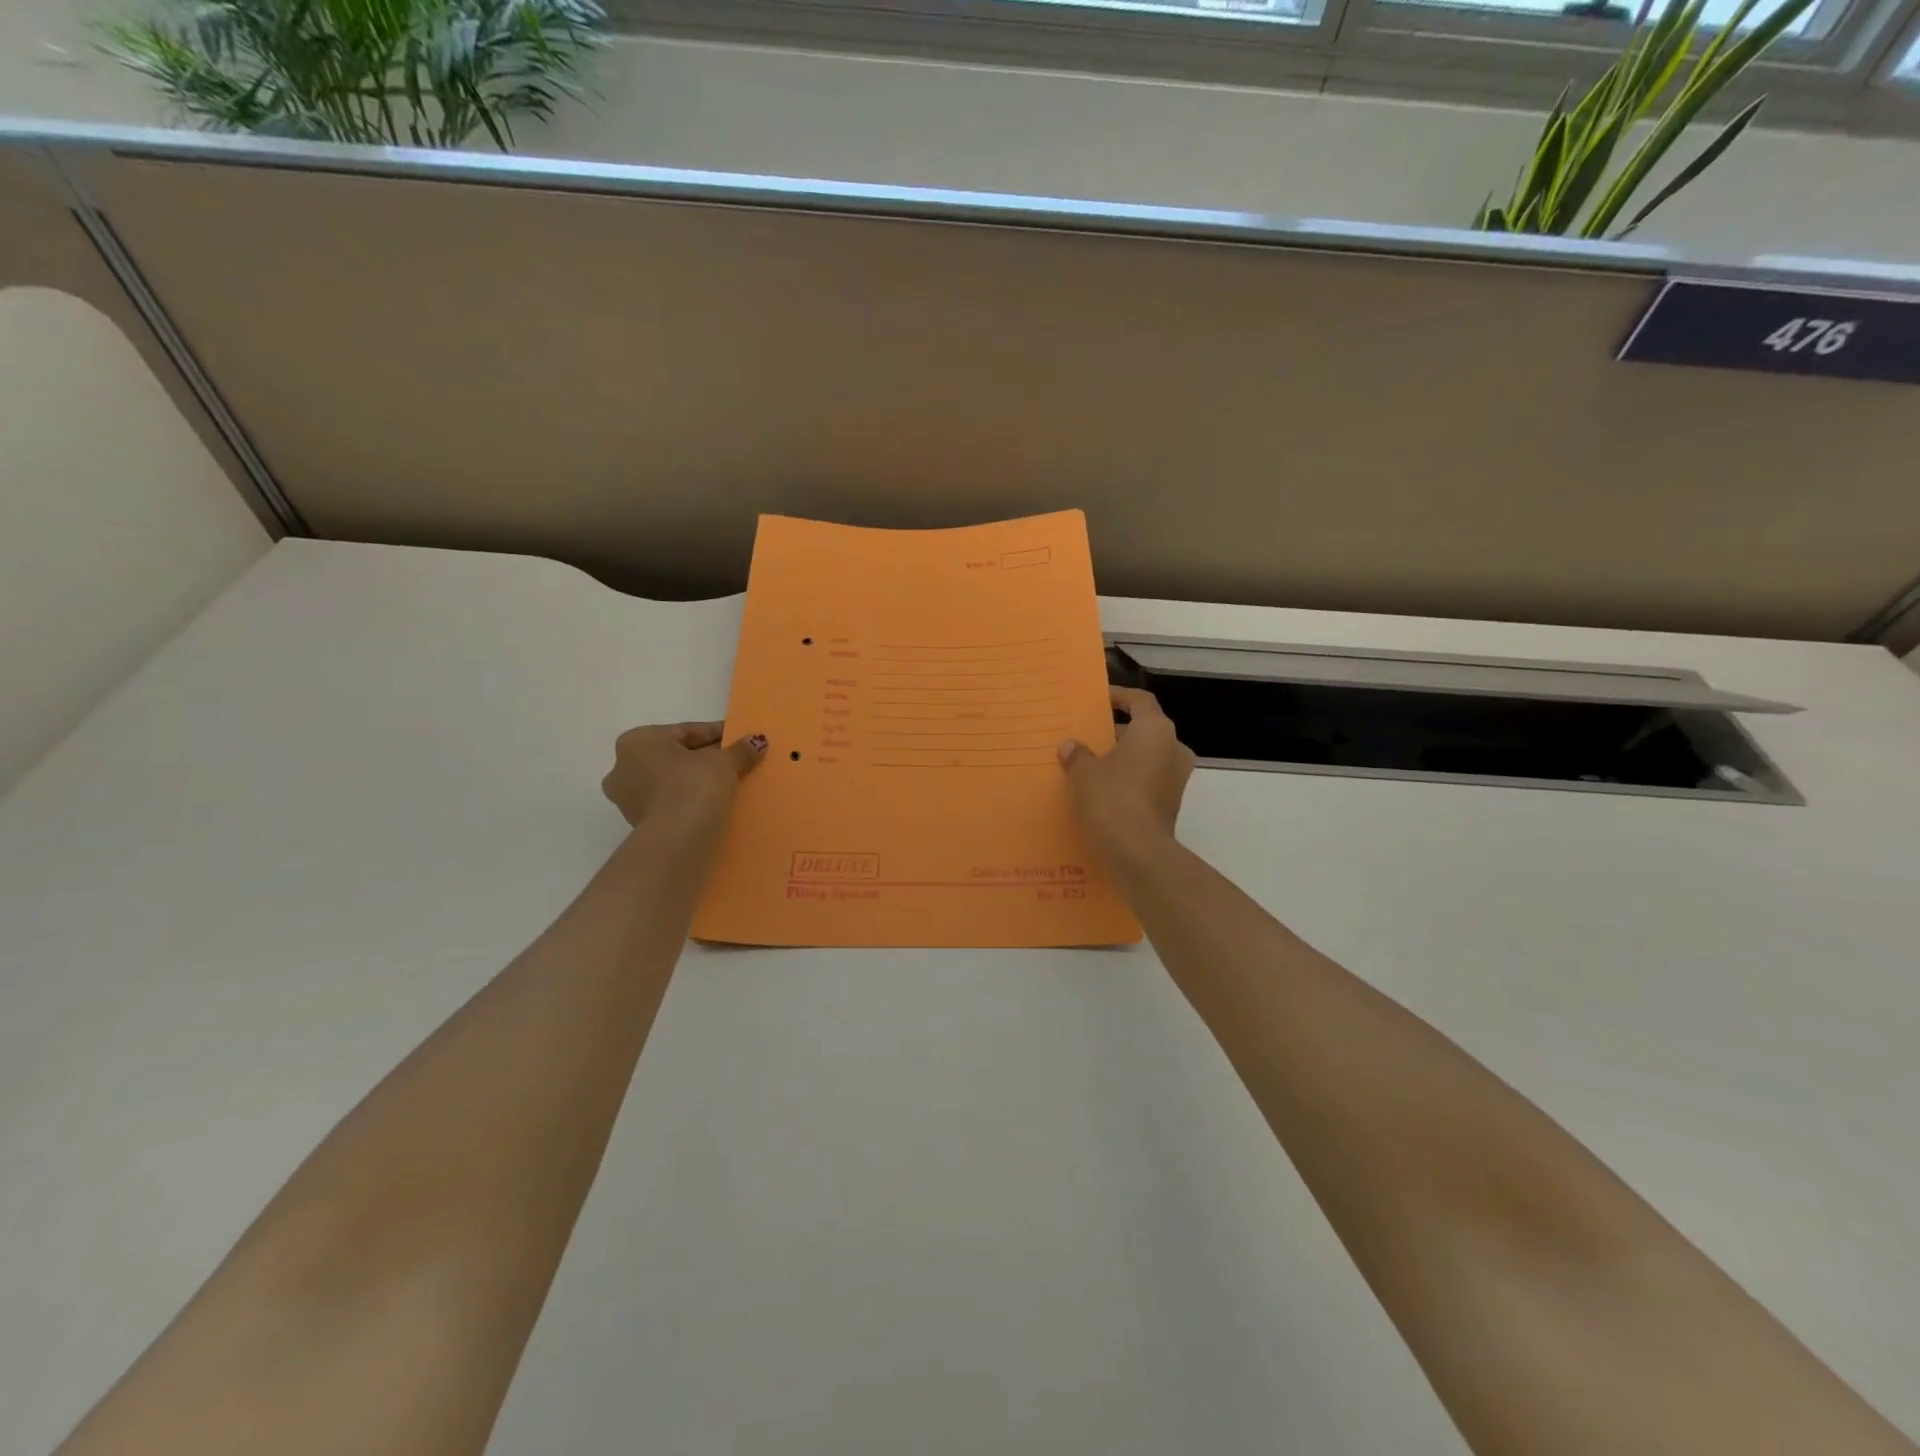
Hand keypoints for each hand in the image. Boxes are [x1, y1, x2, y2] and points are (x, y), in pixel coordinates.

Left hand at [602, 722, 766, 832]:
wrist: (677, 840)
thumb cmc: (693, 786)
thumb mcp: (723, 762)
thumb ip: (740, 750)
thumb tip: (757, 741)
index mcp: (638, 741)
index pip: (686, 731)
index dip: (718, 733)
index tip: (739, 738)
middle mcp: (623, 766)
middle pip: (676, 756)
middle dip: (706, 758)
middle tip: (737, 761)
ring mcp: (628, 798)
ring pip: (672, 781)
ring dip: (698, 781)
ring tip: (730, 784)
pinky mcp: (640, 824)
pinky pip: (671, 802)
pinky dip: (690, 799)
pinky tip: (715, 803)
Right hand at [1058, 687, 1194, 850]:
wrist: (1137, 853)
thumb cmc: (1111, 799)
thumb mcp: (1083, 773)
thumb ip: (1077, 755)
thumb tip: (1072, 747)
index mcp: (1155, 730)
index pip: (1140, 701)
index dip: (1120, 696)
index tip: (1100, 699)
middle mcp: (1173, 749)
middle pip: (1145, 730)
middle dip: (1119, 732)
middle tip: (1090, 735)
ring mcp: (1176, 779)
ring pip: (1148, 757)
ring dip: (1124, 758)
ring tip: (1092, 764)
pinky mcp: (1170, 805)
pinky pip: (1147, 782)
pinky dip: (1129, 781)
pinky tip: (1102, 791)